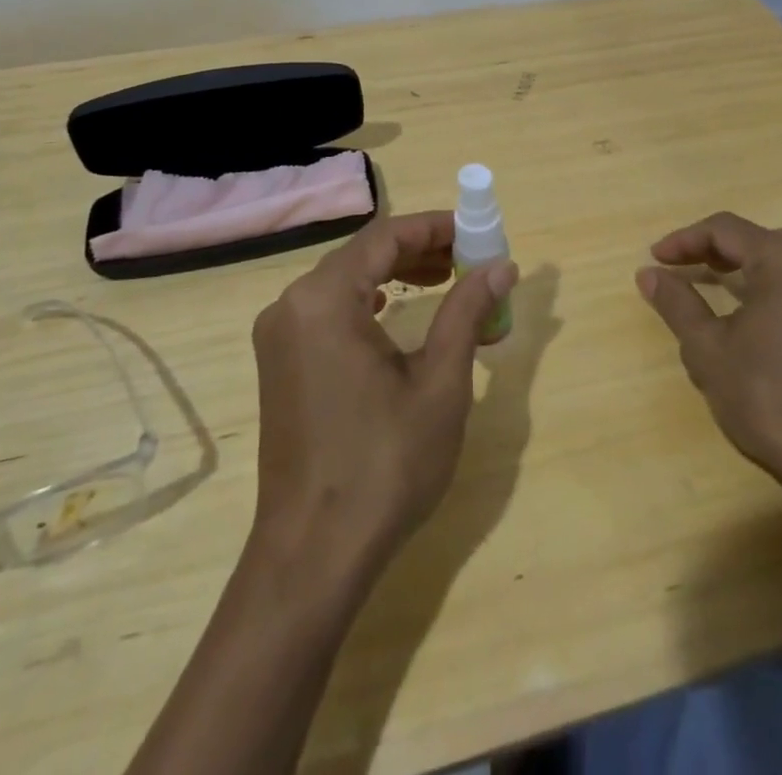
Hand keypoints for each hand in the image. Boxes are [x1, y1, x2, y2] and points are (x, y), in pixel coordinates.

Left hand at [250, 211, 518, 577]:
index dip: (435, 226)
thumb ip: (467, 311)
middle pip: (362, 254)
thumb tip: (503, 265)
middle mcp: (291, 305)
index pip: (385, 236)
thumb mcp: (440, 382)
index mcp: (324, 299)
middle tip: (469, 259)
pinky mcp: (279, 363)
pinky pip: (328, 309)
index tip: (477, 231)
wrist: (314, 554)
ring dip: (395, 273)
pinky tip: (394, 310)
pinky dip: (367, 300)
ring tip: (445, 279)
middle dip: (419, 249)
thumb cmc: (384, 464)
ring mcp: (279, 335)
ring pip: (344, 280)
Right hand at [637, 212, 781, 513]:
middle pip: (757, 239)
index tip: (654, 259)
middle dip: (713, 250)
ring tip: (712, 286)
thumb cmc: (768, 398)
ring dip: (744, 267)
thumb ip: (676, 302)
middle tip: (680, 269)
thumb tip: (648, 273)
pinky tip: (755, 315)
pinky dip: (773, 287)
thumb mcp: (707, 348)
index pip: (725, 230)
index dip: (683, 240)